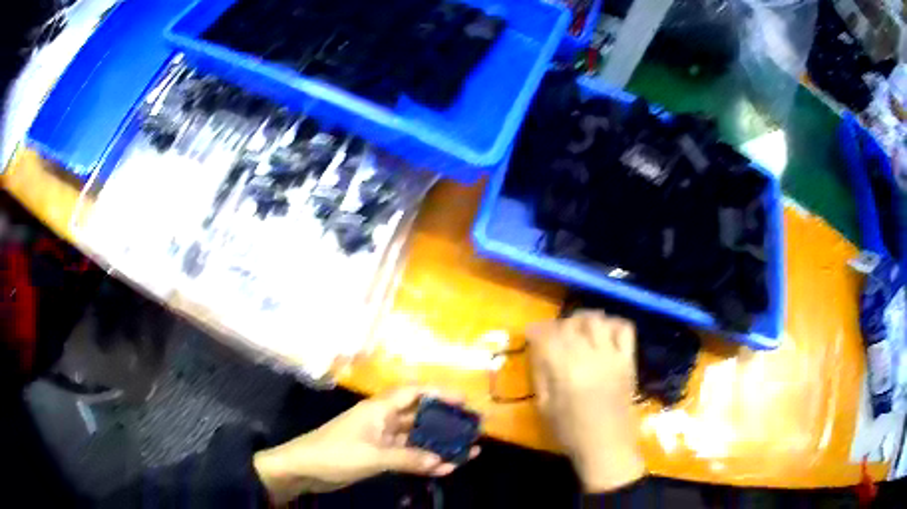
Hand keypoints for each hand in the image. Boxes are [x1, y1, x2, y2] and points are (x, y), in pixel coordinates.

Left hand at [252, 387, 479, 504]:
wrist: (303, 469)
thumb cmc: (335, 454)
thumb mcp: (372, 456)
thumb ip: (408, 458)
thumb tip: (442, 462)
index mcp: (379, 409)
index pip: (413, 393)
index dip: (439, 393)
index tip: (464, 402)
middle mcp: (383, 420)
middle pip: (419, 417)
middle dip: (445, 422)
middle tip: (472, 430)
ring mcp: (381, 439)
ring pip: (415, 438)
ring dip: (438, 445)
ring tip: (468, 451)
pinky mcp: (378, 455)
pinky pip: (407, 455)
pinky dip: (423, 461)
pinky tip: (444, 468)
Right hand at [528, 311, 644, 492]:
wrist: (607, 446)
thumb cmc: (570, 432)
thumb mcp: (544, 406)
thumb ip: (540, 374)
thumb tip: (537, 350)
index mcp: (564, 369)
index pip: (547, 335)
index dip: (536, 330)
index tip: (531, 334)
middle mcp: (588, 355)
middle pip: (570, 323)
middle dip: (557, 325)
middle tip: (553, 335)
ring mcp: (612, 355)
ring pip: (597, 319)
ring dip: (583, 319)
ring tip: (578, 330)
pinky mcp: (628, 360)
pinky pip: (625, 329)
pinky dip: (613, 324)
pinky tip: (604, 334)